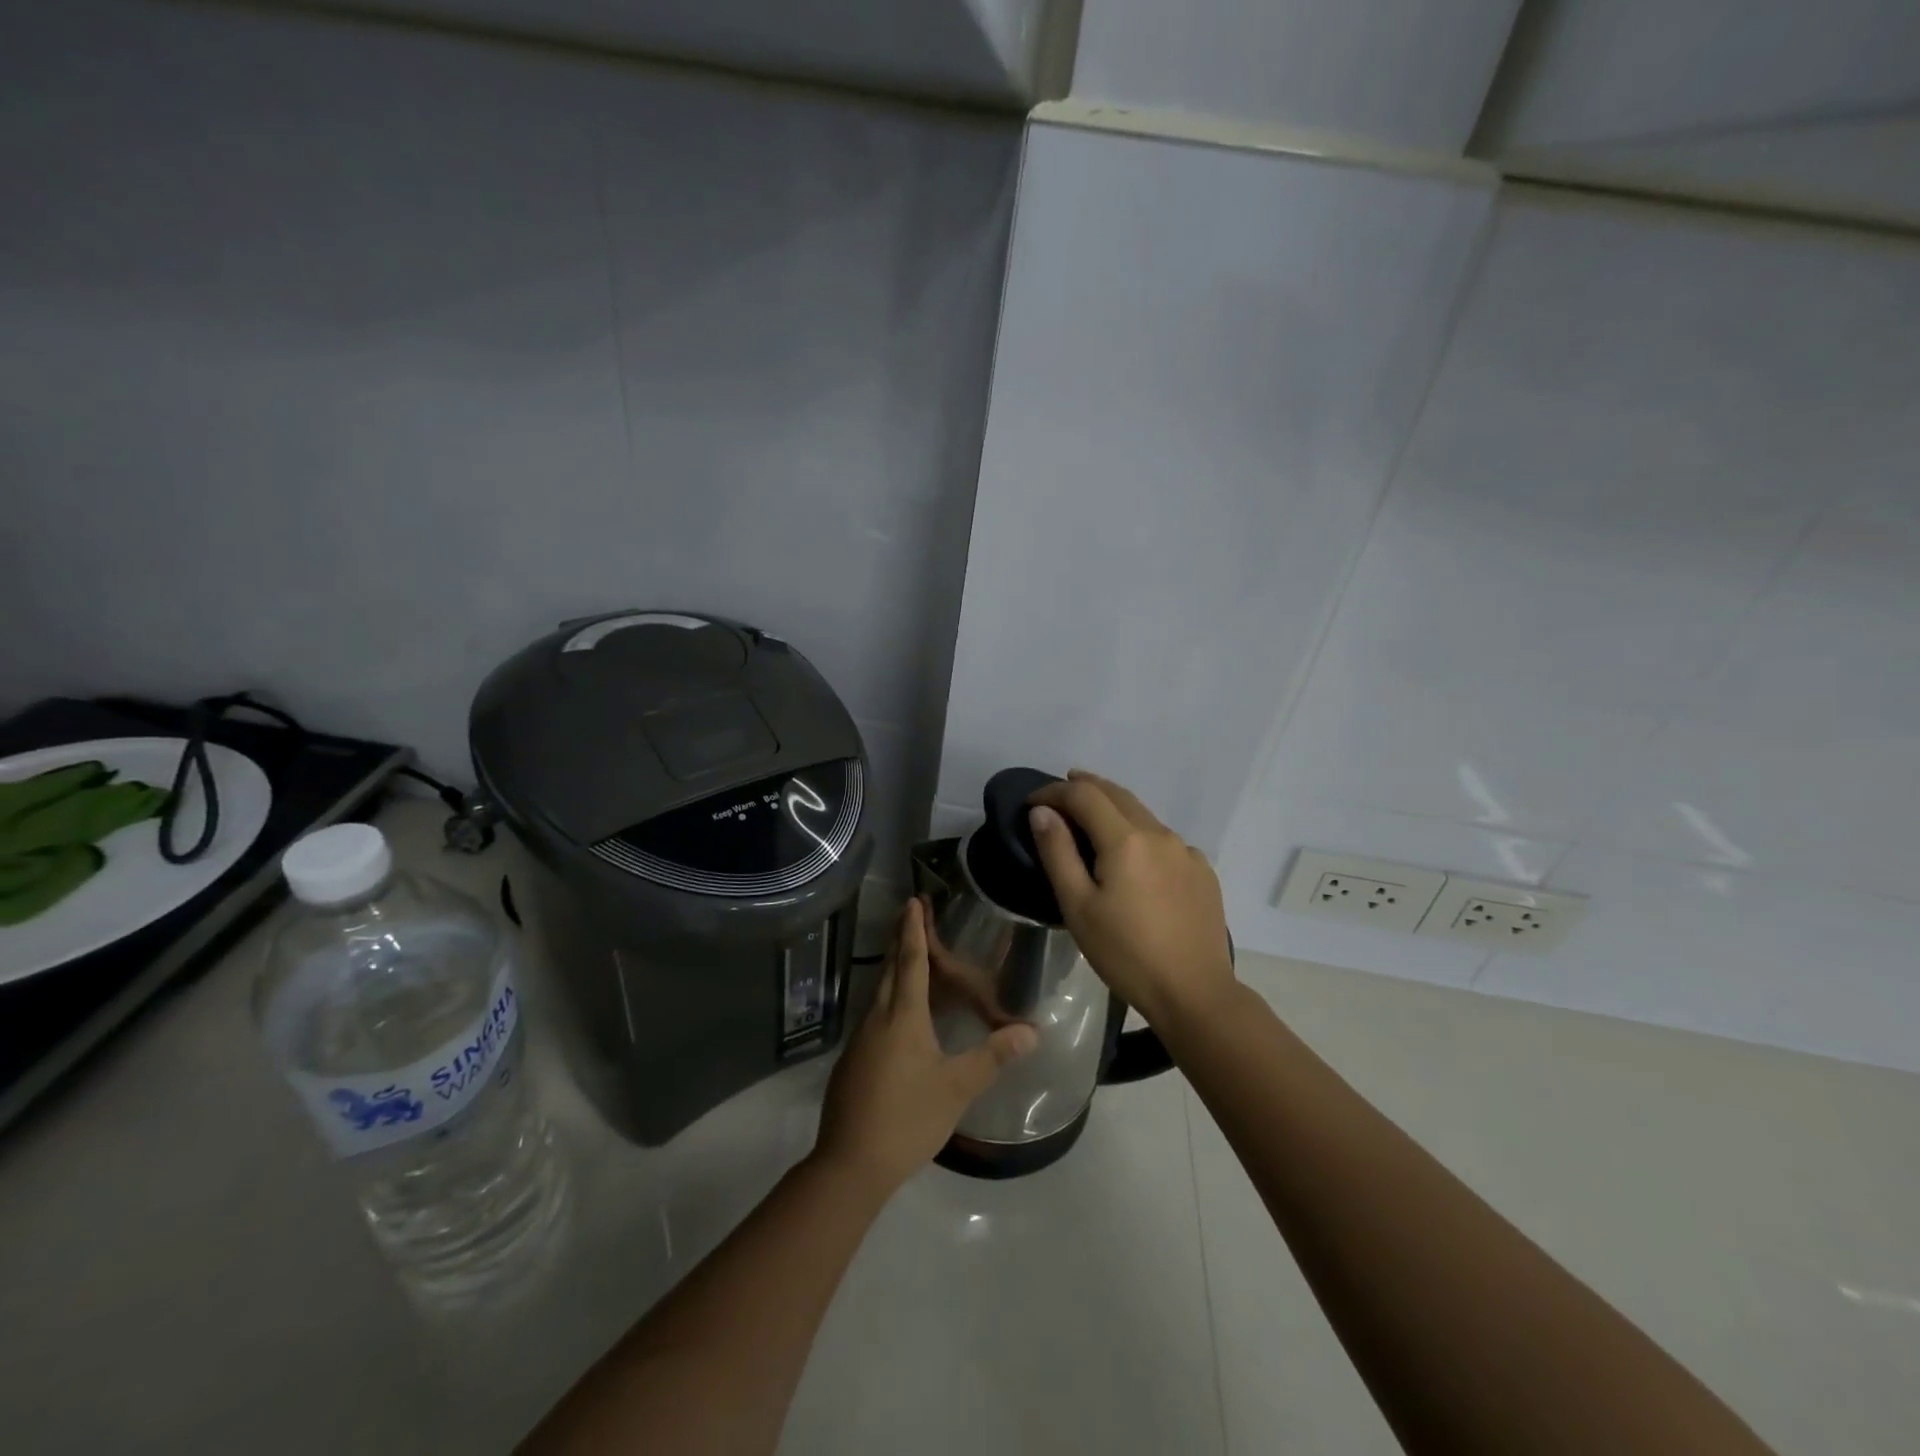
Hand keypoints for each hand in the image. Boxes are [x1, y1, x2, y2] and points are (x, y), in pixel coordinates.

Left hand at [814, 899, 1037, 1194]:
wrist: (850, 1164)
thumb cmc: (907, 1119)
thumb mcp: (956, 1089)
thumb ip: (993, 1057)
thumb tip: (1031, 1031)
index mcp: (903, 1017)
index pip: (911, 961)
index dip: (914, 930)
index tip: (913, 901)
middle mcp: (878, 1018)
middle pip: (890, 969)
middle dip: (902, 940)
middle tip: (913, 915)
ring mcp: (861, 1040)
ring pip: (880, 991)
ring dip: (895, 968)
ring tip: (911, 957)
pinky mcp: (854, 1060)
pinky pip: (876, 1014)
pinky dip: (890, 998)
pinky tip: (901, 1014)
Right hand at [1027, 771, 1236, 1028]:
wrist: (1194, 993)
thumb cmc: (1125, 954)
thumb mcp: (1078, 906)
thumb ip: (1058, 852)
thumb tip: (1042, 812)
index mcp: (1125, 839)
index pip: (1084, 794)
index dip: (1053, 791)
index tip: (1031, 803)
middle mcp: (1159, 833)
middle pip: (1117, 794)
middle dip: (1084, 788)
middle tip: (1057, 796)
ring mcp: (1186, 851)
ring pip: (1143, 814)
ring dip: (1112, 808)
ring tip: (1090, 821)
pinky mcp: (1203, 871)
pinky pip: (1164, 839)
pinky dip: (1140, 834)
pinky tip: (1134, 858)